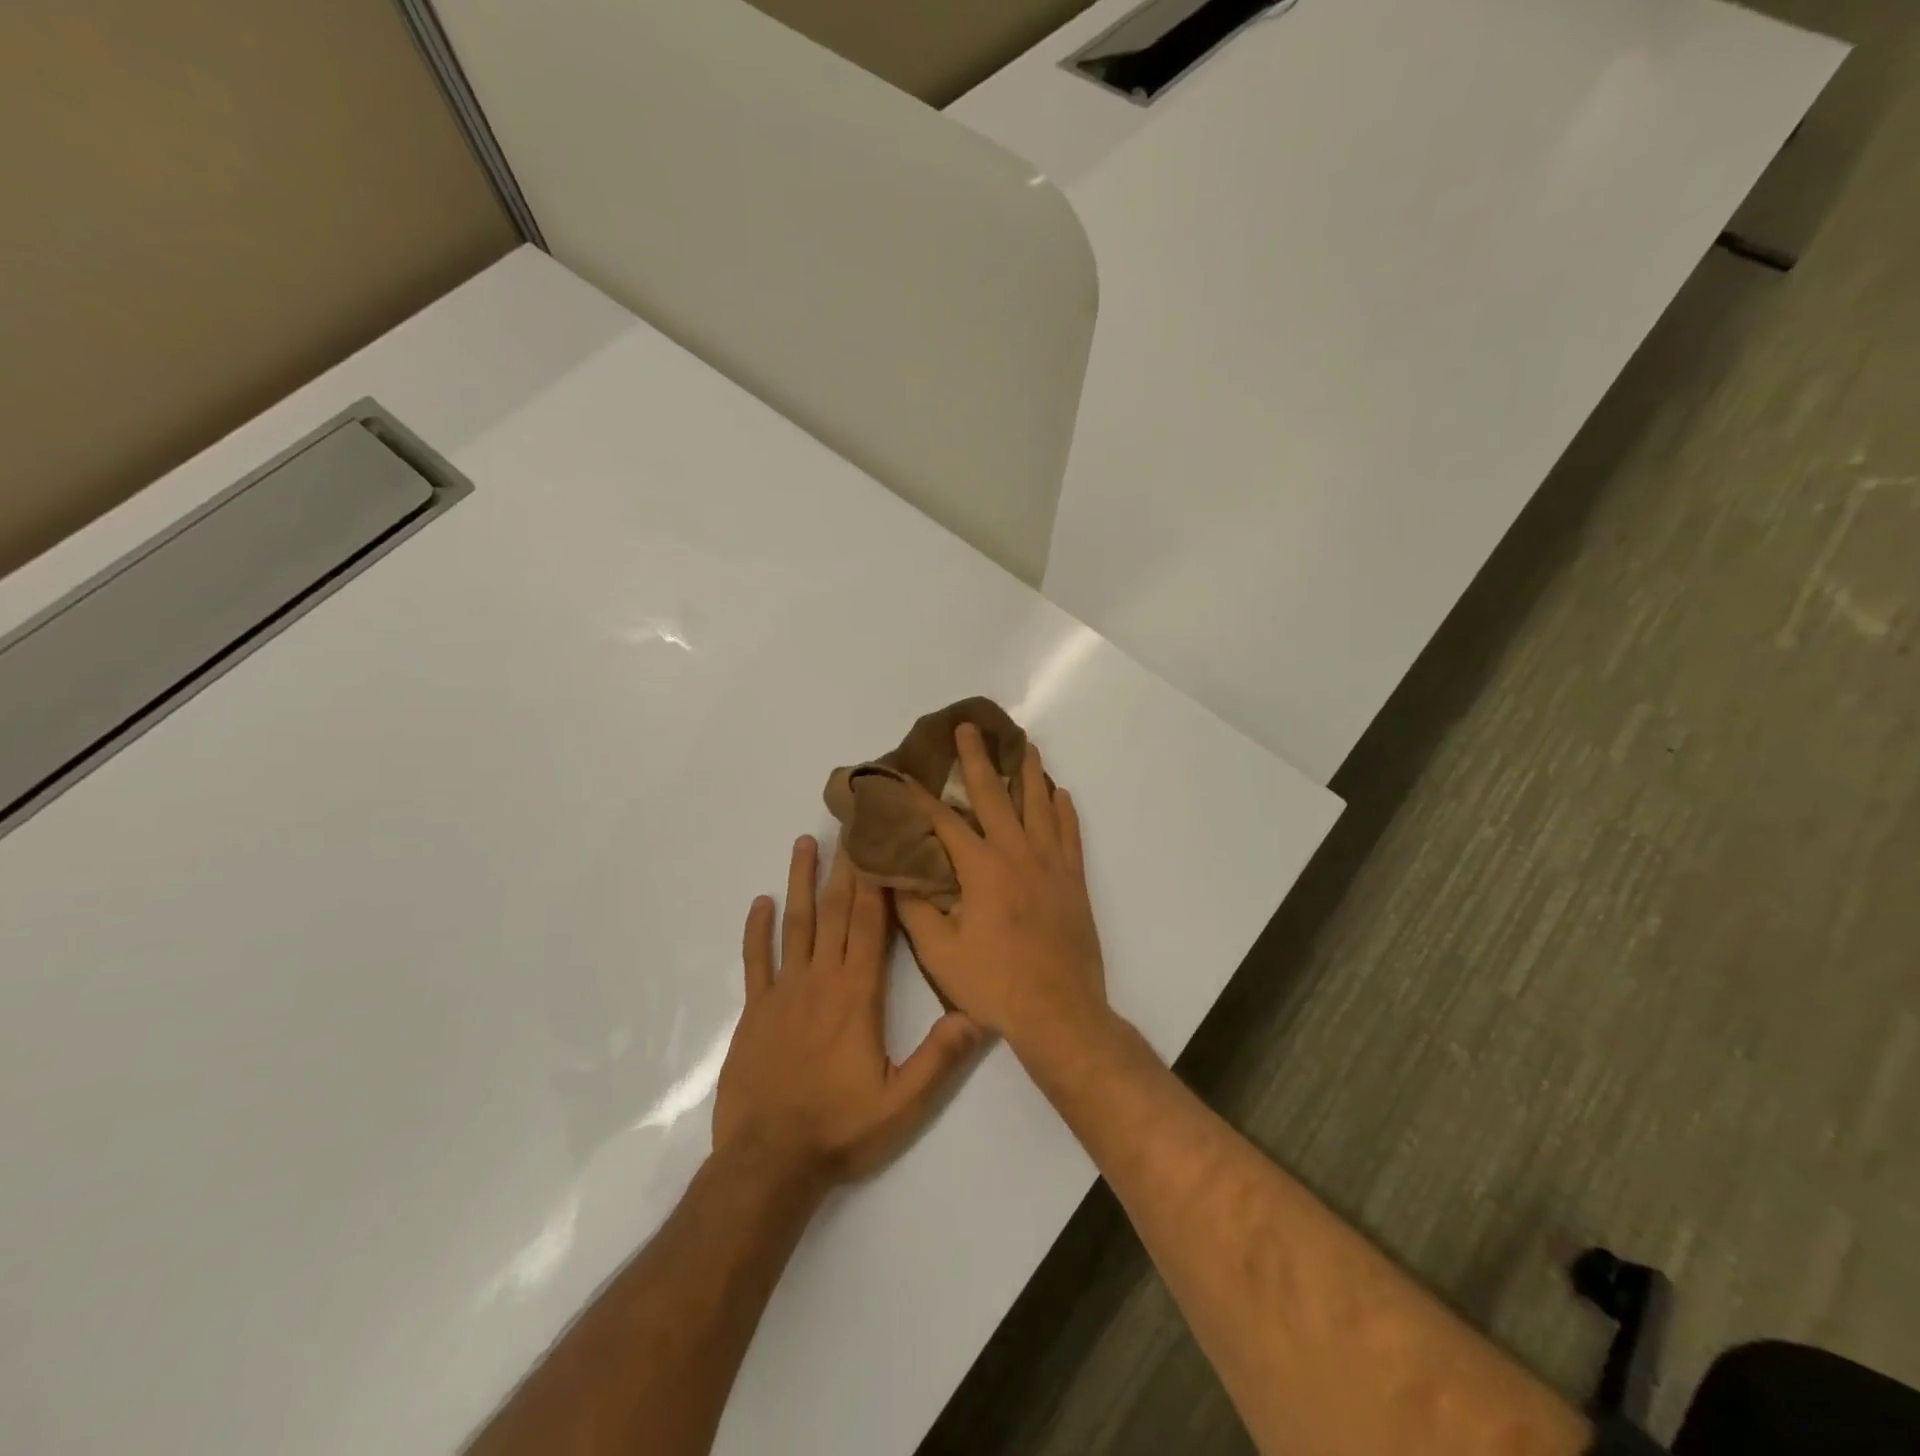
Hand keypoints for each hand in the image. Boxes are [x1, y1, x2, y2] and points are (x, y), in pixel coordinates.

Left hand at [714, 835, 982, 1185]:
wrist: (769, 1164)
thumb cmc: (840, 1129)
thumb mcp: (902, 1102)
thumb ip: (940, 1058)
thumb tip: (977, 1014)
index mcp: (857, 994)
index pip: (870, 924)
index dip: (875, 881)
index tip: (877, 842)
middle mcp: (821, 980)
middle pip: (836, 912)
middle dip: (845, 866)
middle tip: (848, 823)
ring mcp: (784, 992)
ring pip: (796, 925)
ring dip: (801, 882)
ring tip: (804, 842)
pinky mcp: (756, 1012)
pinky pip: (756, 961)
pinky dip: (757, 930)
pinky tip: (760, 903)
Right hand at [895, 725, 1107, 1052]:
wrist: (1059, 1012)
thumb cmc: (994, 983)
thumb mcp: (940, 952)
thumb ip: (915, 909)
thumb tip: (893, 874)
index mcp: (981, 867)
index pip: (943, 820)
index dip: (919, 797)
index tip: (901, 774)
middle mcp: (1017, 852)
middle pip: (994, 794)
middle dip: (976, 759)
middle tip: (968, 728)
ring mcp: (1051, 862)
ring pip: (1039, 803)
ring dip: (1028, 771)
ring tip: (1023, 744)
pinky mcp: (1073, 879)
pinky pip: (1070, 831)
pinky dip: (1063, 808)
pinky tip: (1058, 792)